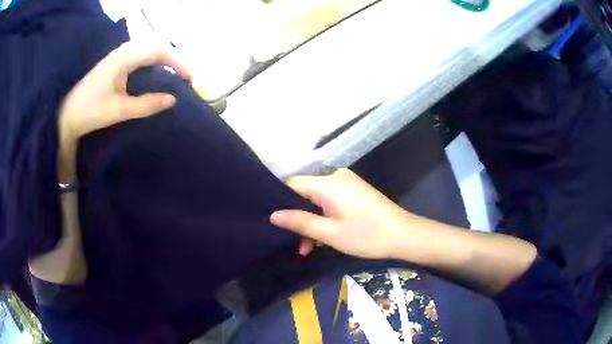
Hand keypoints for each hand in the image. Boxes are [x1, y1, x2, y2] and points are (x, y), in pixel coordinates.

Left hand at [58, 41, 191, 141]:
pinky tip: (155, 73)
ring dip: (164, 59)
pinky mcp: (115, 63)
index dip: (178, 62)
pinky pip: (140, 56)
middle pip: (156, 46)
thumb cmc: (91, 111)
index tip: (190, 77)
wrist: (67, 114)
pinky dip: (153, 62)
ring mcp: (119, 56)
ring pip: (148, 49)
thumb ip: (147, 104)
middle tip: (185, 76)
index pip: (159, 51)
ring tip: (174, 74)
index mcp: (125, 57)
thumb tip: (172, 100)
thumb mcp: (120, 110)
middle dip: (174, 59)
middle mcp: (124, 51)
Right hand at [270, 169, 416, 258]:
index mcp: (328, 183)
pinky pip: (332, 201)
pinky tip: (326, 238)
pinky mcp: (356, 191)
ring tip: (312, 248)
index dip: (282, 202)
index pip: (293, 184)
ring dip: (313, 222)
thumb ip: (300, 222)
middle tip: (300, 246)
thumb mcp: (330, 233)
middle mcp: (336, 177)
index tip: (277, 223)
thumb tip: (273, 215)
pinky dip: (326, 217)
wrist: (404, 235)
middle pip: (306, 194)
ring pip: (318, 200)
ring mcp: (348, 183)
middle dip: (300, 219)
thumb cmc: (367, 235)